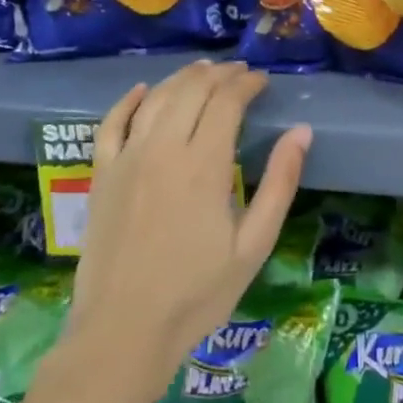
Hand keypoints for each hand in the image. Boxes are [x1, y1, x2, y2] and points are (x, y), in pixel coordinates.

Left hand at [67, 62, 309, 387]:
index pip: (227, 102)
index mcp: (203, 165)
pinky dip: (129, 100)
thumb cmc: (197, 293)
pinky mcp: (101, 176)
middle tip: (239, 72)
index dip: (247, 84)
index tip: (262, 80)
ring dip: (182, 78)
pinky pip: (111, 124)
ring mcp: (126, 160)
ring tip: (203, 71)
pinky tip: (144, 90)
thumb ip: (279, 184)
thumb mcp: (254, 245)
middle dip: (219, 74)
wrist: (123, 330)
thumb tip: (301, 133)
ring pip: (156, 99)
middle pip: (192, 91)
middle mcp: (163, 149)